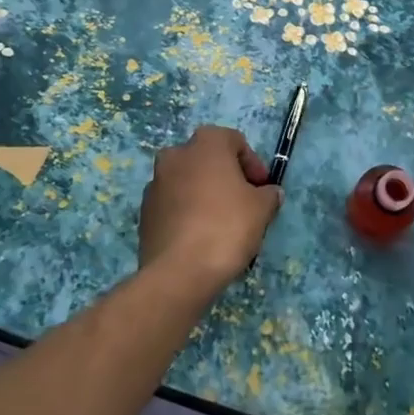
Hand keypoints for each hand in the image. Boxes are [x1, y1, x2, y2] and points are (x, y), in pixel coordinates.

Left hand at [139, 125, 282, 295]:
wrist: (179, 272)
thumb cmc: (227, 226)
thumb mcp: (262, 208)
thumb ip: (269, 194)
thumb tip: (269, 193)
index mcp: (206, 143)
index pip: (235, 142)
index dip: (253, 165)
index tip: (262, 189)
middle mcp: (176, 155)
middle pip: (208, 160)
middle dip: (226, 177)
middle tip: (243, 203)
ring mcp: (155, 183)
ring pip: (188, 182)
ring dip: (204, 194)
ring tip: (222, 224)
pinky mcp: (144, 212)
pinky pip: (173, 204)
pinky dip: (187, 213)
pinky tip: (200, 237)